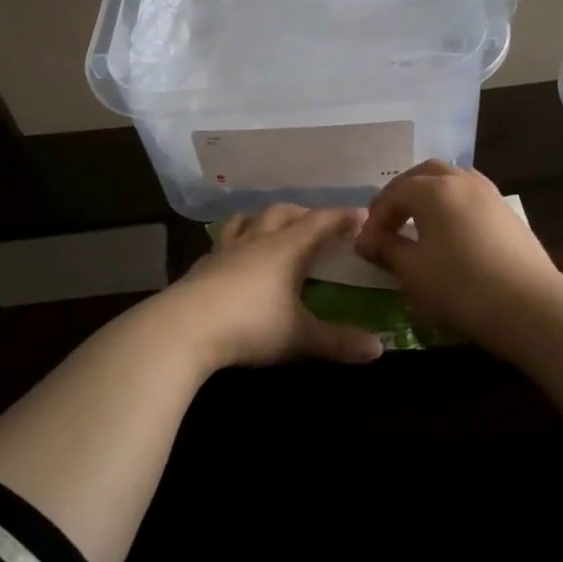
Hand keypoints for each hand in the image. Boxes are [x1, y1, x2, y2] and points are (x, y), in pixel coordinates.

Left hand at [162, 204, 385, 370]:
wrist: (184, 329)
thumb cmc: (250, 326)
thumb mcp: (300, 337)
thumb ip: (339, 342)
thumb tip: (379, 349)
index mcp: (286, 248)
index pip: (320, 222)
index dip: (342, 217)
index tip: (361, 216)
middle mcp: (256, 240)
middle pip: (282, 212)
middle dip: (304, 213)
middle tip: (318, 225)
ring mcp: (224, 250)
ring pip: (246, 219)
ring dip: (264, 218)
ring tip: (272, 228)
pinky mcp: (200, 266)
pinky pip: (223, 242)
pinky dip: (236, 240)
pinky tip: (234, 258)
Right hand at [354, 162, 562, 343]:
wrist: (530, 307)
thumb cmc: (460, 286)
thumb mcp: (413, 271)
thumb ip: (387, 249)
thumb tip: (369, 241)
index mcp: (433, 189)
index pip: (393, 194)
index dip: (375, 220)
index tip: (364, 248)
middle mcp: (462, 181)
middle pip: (423, 175)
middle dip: (400, 195)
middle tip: (387, 223)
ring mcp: (490, 194)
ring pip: (451, 181)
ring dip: (428, 196)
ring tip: (417, 224)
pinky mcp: (508, 214)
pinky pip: (470, 197)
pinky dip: (451, 206)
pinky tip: (449, 234)